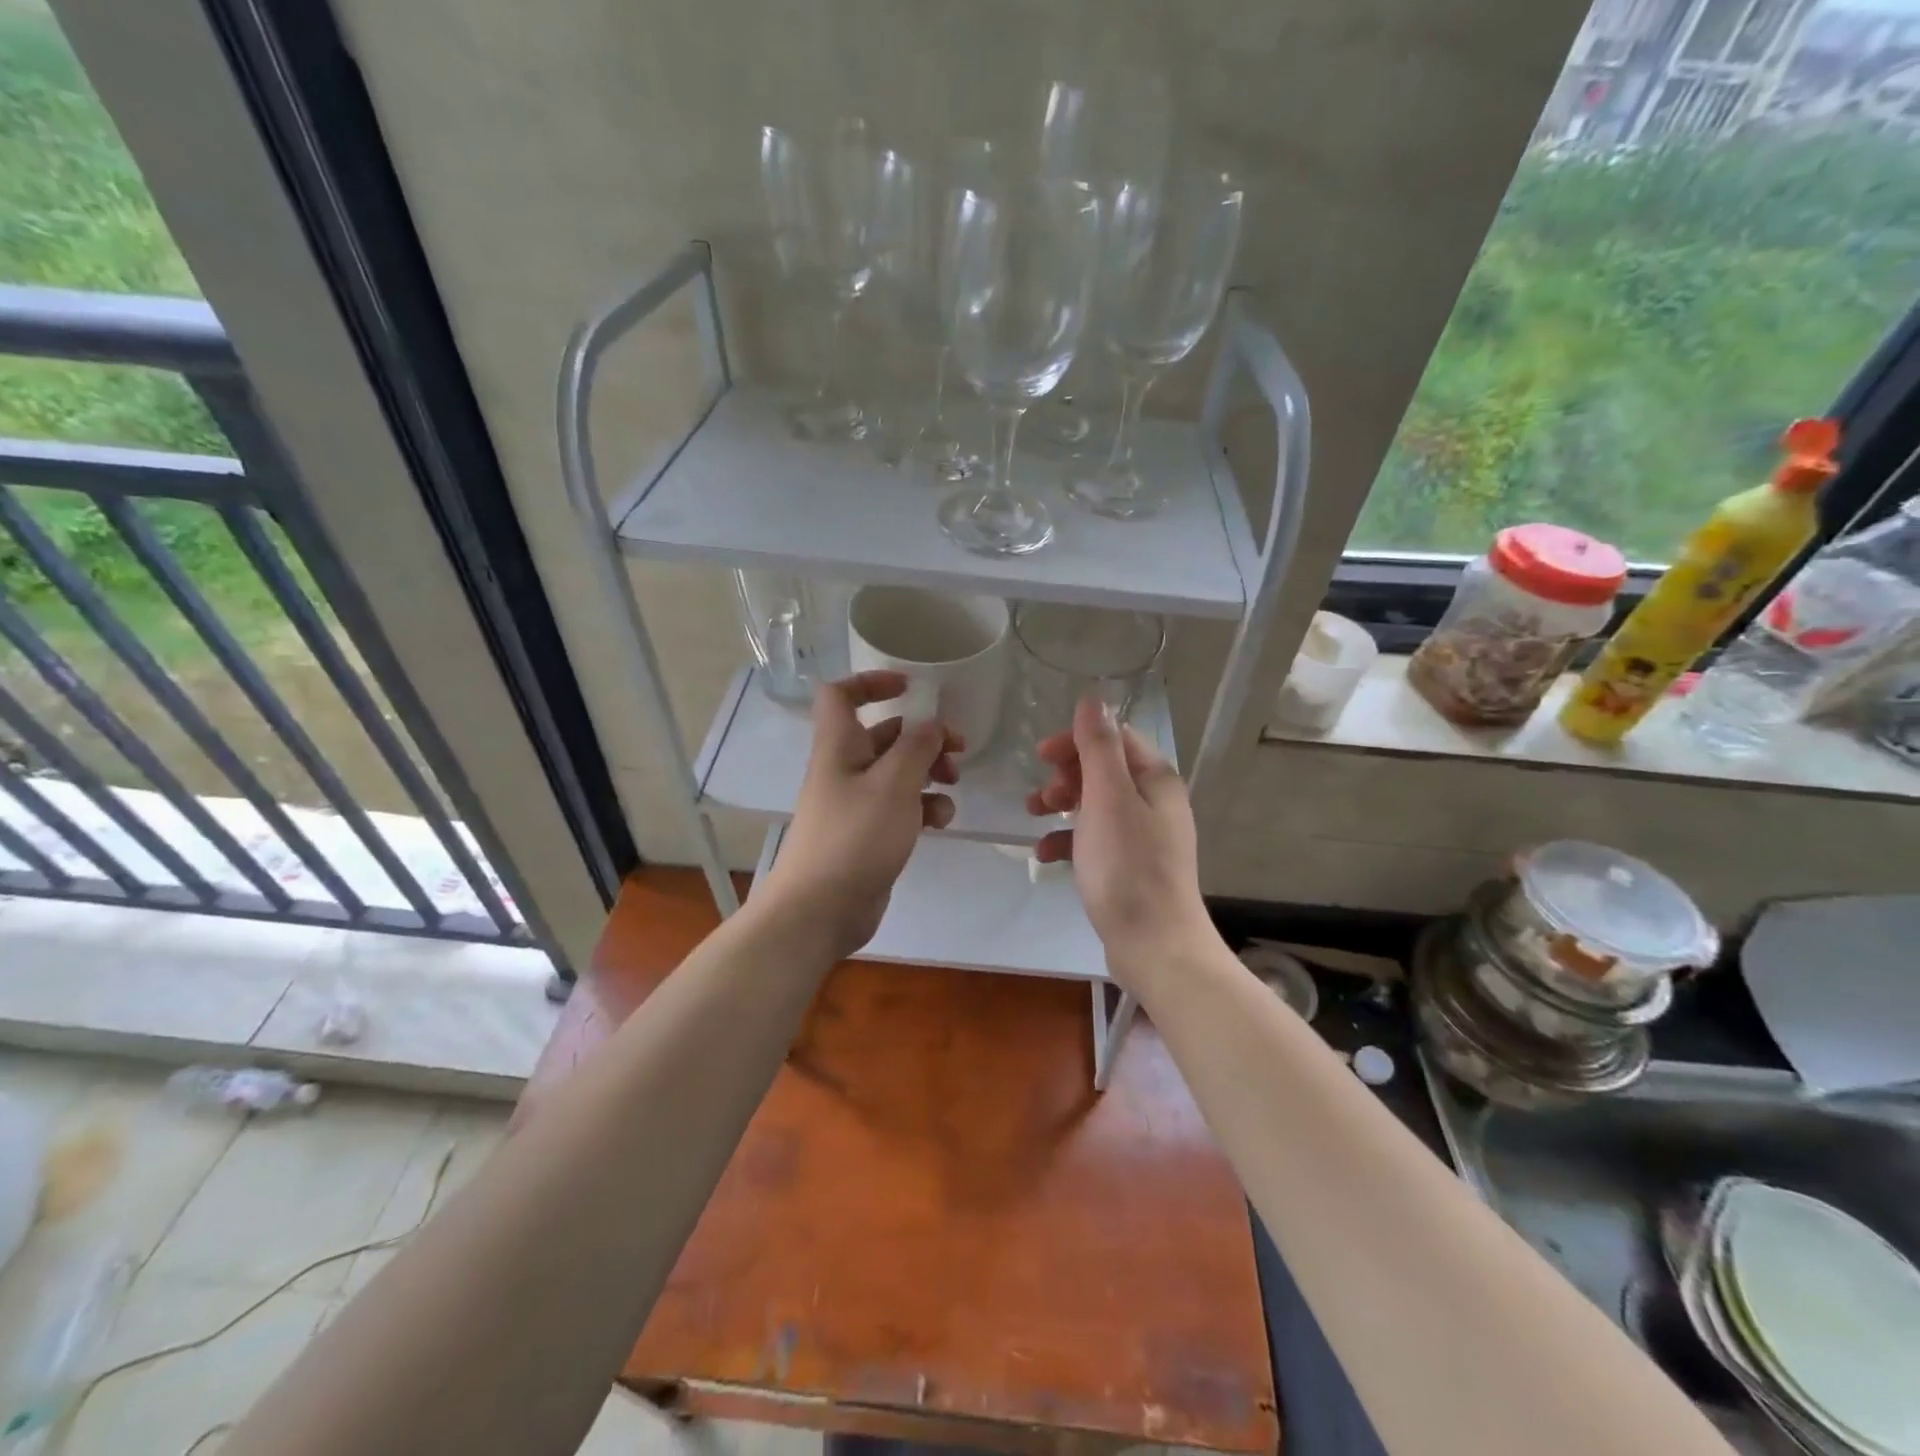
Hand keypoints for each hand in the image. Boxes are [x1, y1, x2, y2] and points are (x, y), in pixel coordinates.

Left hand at [756, 671, 961, 960]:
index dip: (872, 682)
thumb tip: (932, 725)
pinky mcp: (869, 835)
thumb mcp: (893, 784)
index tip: (911, 687)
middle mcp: (845, 769)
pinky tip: (941, 821)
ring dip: (929, 772)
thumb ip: (917, 747)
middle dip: (922, 736)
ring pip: (897, 772)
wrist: (820, 909)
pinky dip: (923, 807)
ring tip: (952, 784)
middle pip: (884, 735)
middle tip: (957, 748)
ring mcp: (856, 804)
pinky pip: (900, 808)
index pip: (841, 695)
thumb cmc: (855, 837)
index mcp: (839, 746)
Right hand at [1026, 693, 1212, 989]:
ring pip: (1096, 804)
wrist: (1155, 945)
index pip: (1114, 737)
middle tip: (1040, 797)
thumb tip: (1093, 699)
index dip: (1076, 740)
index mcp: (1155, 779)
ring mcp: (1145, 836)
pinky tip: (1047, 856)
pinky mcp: (1132, 867)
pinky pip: (1096, 839)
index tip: (1041, 756)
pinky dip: (1070, 840)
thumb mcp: (1107, 798)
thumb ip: (1098, 747)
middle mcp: (1155, 801)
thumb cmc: (1127, 866)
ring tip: (1034, 818)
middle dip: (1066, 775)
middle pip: (1104, 769)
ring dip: (1063, 805)